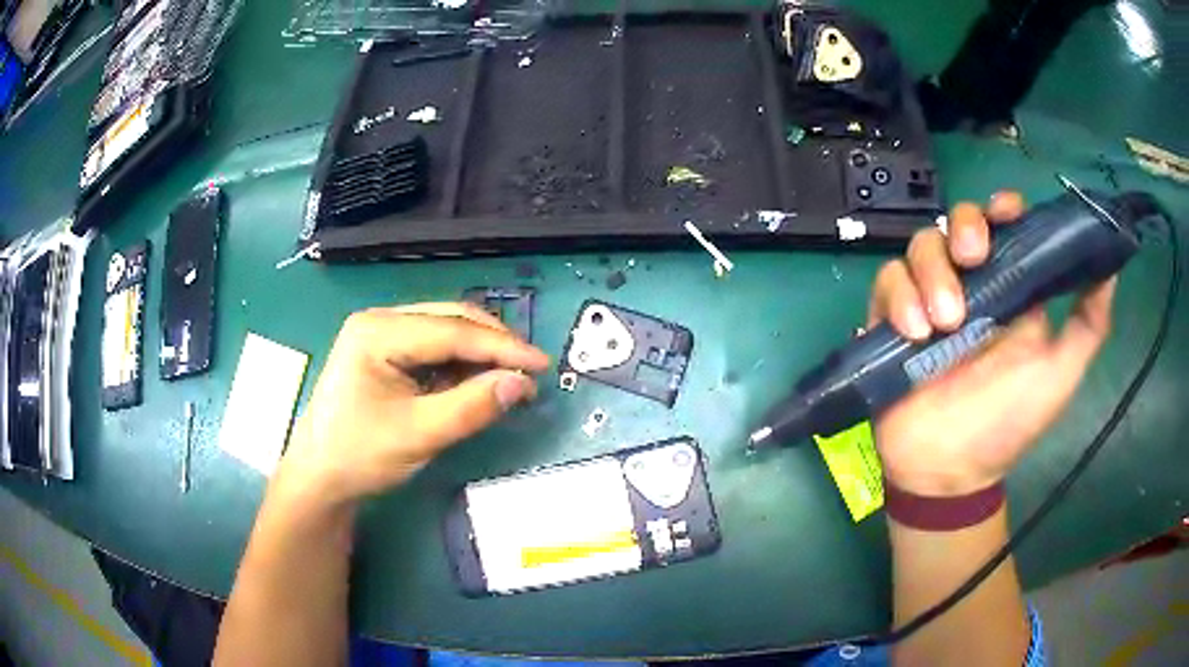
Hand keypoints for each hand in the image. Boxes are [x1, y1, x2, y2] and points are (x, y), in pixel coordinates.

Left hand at [275, 303, 549, 508]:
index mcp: (378, 332)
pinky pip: (433, 350)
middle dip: (492, 345)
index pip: (452, 330)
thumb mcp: (418, 434)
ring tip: (508, 381)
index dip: (501, 346)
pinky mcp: (385, 354)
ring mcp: (381, 336)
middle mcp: (380, 322)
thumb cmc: (359, 455)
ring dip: (478, 356)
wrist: (319, 478)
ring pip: (445, 333)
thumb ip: (471, 407)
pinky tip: (475, 384)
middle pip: (450, 321)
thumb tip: (522, 383)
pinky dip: (460, 366)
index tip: (542, 364)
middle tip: (529, 372)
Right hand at [870, 192, 1115, 496]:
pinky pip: (887, 283)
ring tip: (945, 324)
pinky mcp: (892, 320)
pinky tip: (914, 332)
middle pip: (956, 221)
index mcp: (1008, 288)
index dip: (1002, 208)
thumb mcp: (1060, 374)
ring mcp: (928, 299)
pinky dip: (899, 298)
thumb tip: (1111, 269)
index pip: (1002, 225)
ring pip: (920, 246)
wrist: (950, 473)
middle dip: (964, 228)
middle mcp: (969, 284)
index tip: (1007, 215)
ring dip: (931, 273)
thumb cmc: (1008, 423)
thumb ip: (1088, 325)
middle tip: (973, 260)